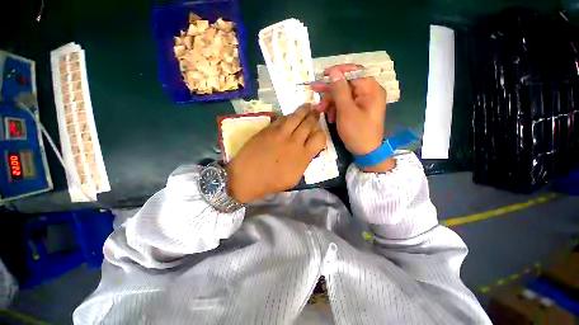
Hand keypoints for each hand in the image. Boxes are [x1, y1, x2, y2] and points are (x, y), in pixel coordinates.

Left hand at [226, 105, 325, 202]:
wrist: (248, 177)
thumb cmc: (272, 182)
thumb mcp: (294, 178)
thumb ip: (303, 162)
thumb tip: (307, 151)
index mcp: (303, 156)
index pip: (320, 138)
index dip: (321, 133)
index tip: (318, 133)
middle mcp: (294, 141)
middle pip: (309, 123)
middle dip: (315, 116)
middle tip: (317, 111)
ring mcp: (280, 133)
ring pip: (295, 117)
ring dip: (303, 110)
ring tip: (308, 106)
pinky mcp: (268, 129)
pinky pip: (281, 119)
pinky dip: (287, 116)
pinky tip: (290, 115)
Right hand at [311, 64, 393, 172]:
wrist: (366, 152)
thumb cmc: (357, 132)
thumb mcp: (346, 111)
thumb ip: (340, 90)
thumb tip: (334, 72)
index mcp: (371, 89)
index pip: (354, 72)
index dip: (337, 72)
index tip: (323, 75)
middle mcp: (369, 92)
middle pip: (347, 84)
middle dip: (330, 91)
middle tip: (315, 91)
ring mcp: (364, 102)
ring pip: (344, 95)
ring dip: (331, 103)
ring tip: (322, 111)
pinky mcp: (359, 110)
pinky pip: (345, 104)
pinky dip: (336, 109)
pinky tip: (331, 118)